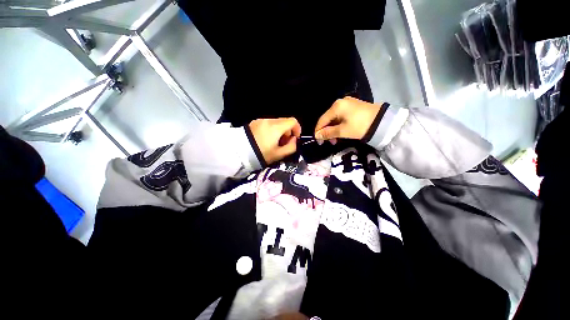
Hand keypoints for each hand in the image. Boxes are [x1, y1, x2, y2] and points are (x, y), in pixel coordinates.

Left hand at [249, 117, 301, 164]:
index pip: (293, 121)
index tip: (295, 138)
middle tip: (284, 143)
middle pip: (285, 121)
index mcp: (276, 127)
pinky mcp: (254, 122)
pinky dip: (272, 129)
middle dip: (288, 131)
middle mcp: (269, 120)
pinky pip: (268, 123)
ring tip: (274, 142)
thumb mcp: (279, 154)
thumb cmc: (261, 154)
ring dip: (280, 131)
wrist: (239, 153)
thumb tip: (294, 140)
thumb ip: (291, 147)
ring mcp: (261, 120)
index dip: (297, 129)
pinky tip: (266, 139)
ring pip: (276, 122)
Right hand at [314, 97, 380, 142]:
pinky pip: (341, 117)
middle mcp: (340, 102)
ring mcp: (348, 103)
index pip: (322, 120)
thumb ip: (328, 133)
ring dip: (333, 130)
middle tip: (329, 142)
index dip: (318, 131)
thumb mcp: (342, 131)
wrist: (383, 122)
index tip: (318, 142)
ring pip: (335, 118)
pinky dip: (339, 125)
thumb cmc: (360, 126)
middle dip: (327, 131)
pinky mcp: (354, 107)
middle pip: (328, 119)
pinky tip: (340, 132)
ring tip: (335, 140)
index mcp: (336, 106)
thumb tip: (317, 136)